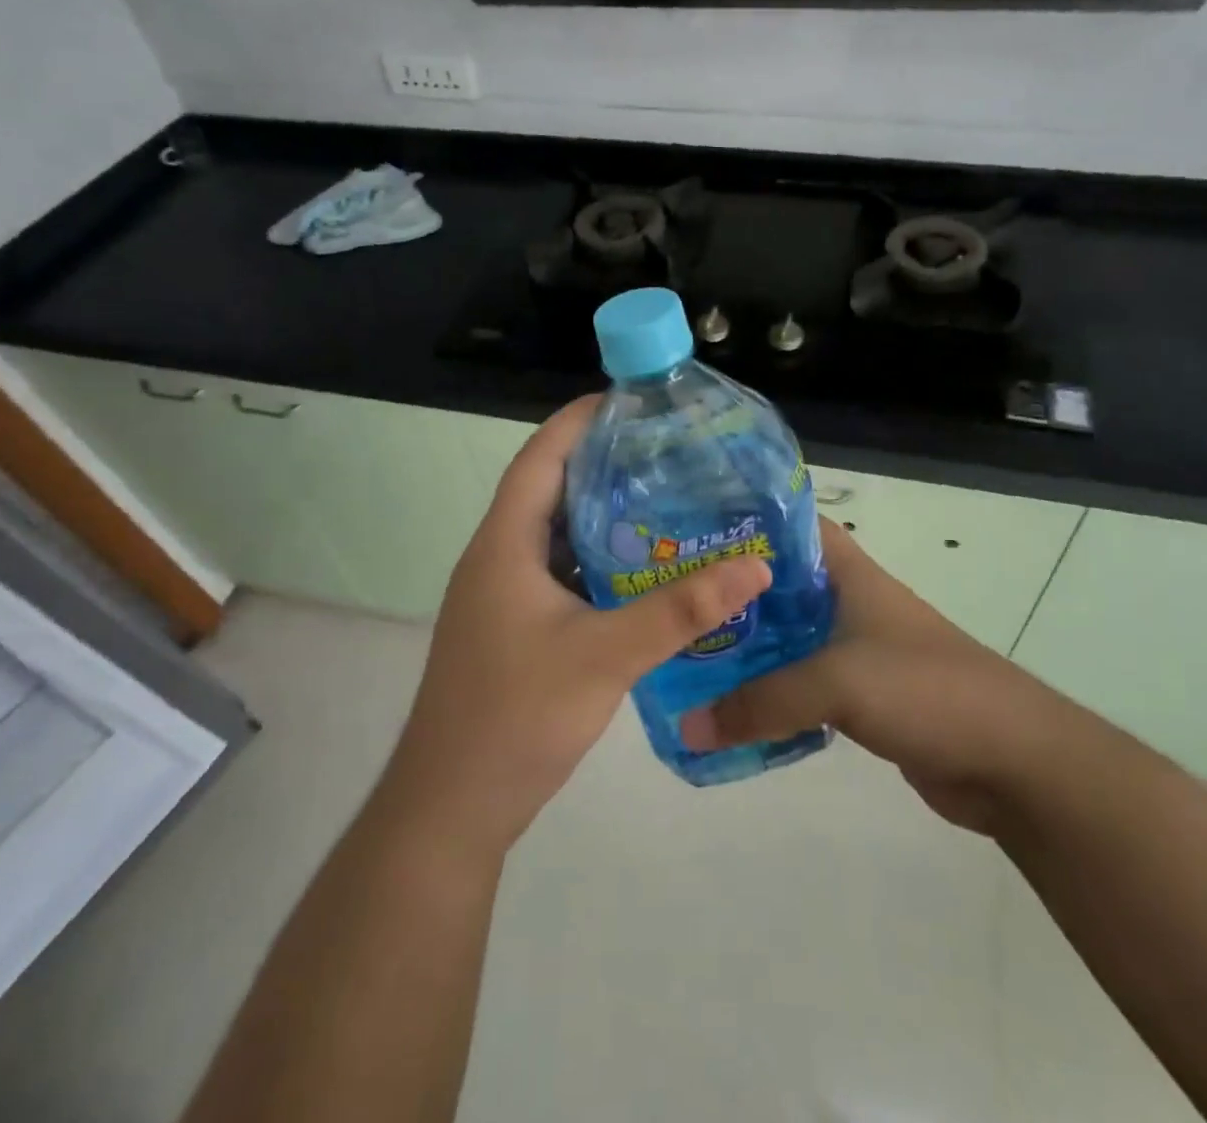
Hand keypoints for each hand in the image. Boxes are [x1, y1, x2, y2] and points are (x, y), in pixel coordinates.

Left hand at [380, 397, 771, 864]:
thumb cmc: (517, 717)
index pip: (540, 457)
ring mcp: (503, 596)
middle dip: (604, 462)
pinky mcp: (515, 627)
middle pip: (550, 488)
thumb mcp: (607, 656)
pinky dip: (599, 560)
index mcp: (504, 545)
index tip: (633, 400)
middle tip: (667, 449)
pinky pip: (561, 573)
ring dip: (603, 513)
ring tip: (666, 496)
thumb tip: (754, 566)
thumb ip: (681, 610)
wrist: (452, 806)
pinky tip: (644, 568)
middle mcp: (498, 558)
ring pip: (557, 534)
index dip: (580, 420)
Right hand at [681, 520, 1035, 834]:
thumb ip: (761, 703)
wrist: (1011, 758)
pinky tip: (731, 708)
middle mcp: (847, 602)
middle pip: (778, 587)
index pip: (789, 527)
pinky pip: (801, 686)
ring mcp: (855, 649)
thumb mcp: (837, 682)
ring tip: (686, 657)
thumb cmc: (925, 689)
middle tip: (669, 606)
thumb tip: (687, 728)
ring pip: (787, 639)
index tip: (687, 536)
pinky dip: (770, 694)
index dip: (743, 525)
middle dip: (729, 596)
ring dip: (746, 649)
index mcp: (847, 573)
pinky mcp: (861, 696)